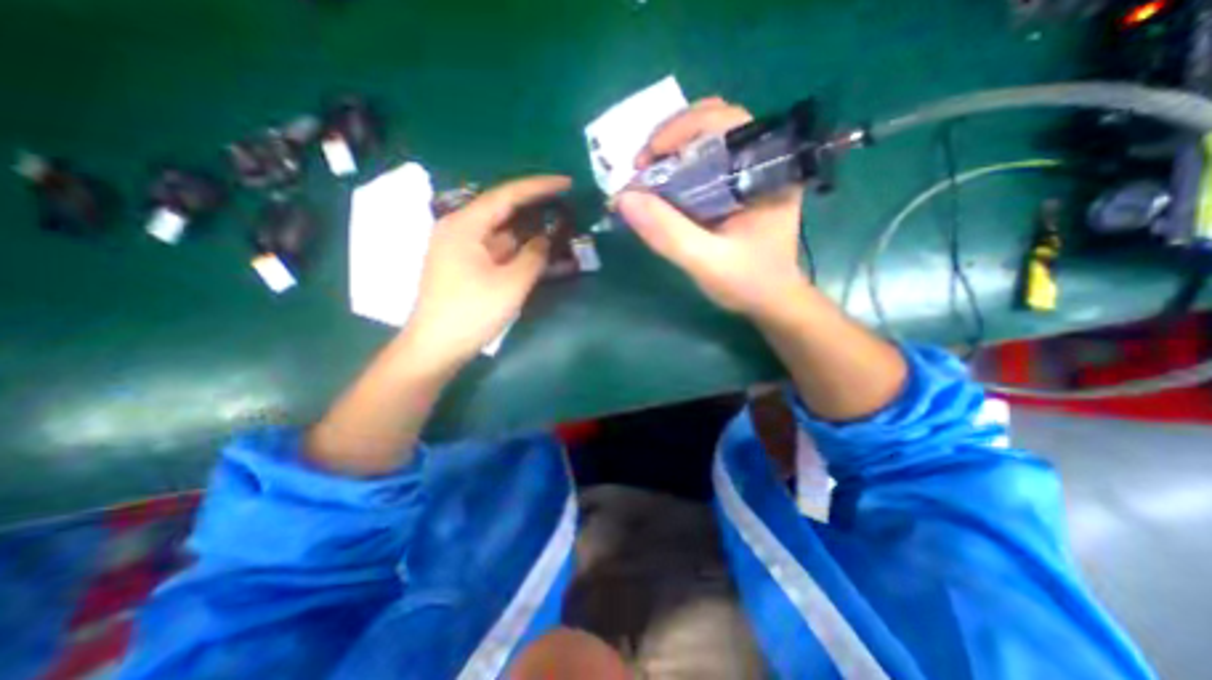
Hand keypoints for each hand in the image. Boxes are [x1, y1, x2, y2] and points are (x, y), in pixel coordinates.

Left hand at [398, 172, 568, 368]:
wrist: (436, 347)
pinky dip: (516, 248)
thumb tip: (545, 239)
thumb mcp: (511, 284)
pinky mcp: (463, 264)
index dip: (539, 187)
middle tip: (565, 206)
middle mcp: (459, 229)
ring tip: (556, 228)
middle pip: (502, 210)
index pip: (506, 195)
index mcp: (465, 225)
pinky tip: (534, 252)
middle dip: (534, 208)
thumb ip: (534, 256)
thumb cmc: (472, 313)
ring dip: (526, 231)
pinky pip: (495, 248)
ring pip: (499, 231)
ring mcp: (459, 247)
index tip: (566, 182)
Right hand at [619, 95, 808, 321]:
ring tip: (648, 176)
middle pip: (714, 121)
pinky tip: (663, 187)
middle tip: (642, 168)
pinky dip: (678, 168)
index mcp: (768, 169)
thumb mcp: (706, 262)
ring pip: (708, 139)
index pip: (725, 120)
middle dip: (670, 138)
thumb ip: (668, 233)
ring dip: (672, 151)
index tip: (644, 161)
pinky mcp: (739, 186)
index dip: (679, 130)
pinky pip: (706, 162)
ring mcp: (751, 171)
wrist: (770, 301)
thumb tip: (624, 197)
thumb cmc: (748, 282)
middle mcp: (763, 160)